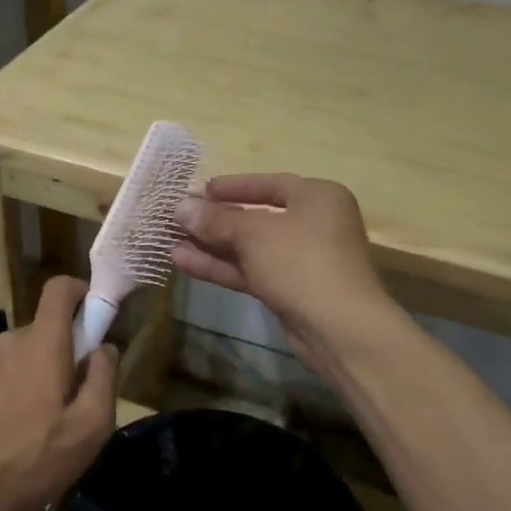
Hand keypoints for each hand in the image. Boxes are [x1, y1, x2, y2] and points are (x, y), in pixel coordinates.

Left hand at [0, 276, 118, 510]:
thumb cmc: (33, 459)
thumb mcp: (90, 426)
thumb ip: (103, 378)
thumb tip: (104, 348)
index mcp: (42, 342)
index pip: (60, 288)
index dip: (83, 291)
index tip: (99, 319)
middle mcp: (12, 342)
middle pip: (50, 327)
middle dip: (72, 351)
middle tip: (84, 398)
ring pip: (32, 354)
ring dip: (50, 375)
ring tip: (56, 425)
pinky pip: (12, 374)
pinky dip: (28, 390)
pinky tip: (29, 435)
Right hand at [172, 174, 391, 366]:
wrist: (339, 327)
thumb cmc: (301, 261)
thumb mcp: (253, 234)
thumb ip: (215, 220)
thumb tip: (180, 207)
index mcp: (317, 197)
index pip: (270, 183)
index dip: (233, 186)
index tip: (201, 190)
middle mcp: (315, 224)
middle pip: (258, 217)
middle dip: (217, 220)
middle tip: (180, 218)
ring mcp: (304, 260)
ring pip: (251, 248)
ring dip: (213, 246)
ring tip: (171, 242)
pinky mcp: (292, 290)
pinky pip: (253, 271)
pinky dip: (223, 267)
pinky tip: (184, 263)